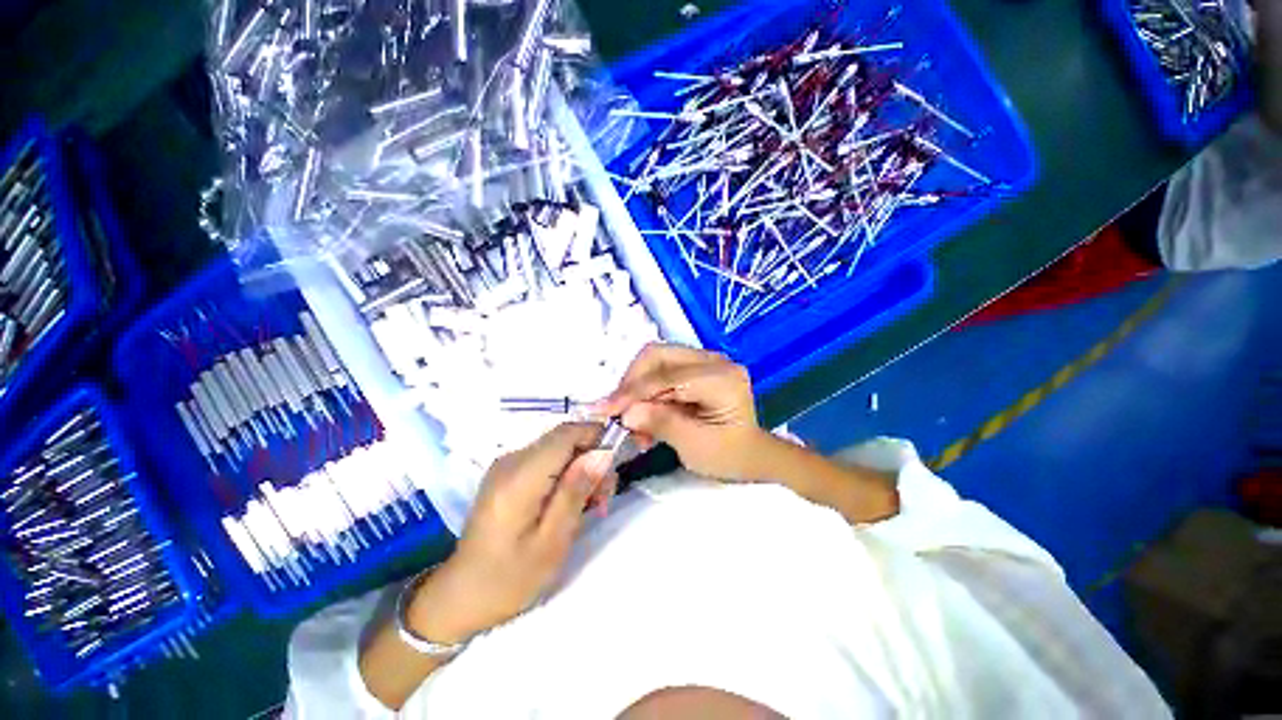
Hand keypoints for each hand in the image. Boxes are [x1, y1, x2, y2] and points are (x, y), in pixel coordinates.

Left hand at [407, 423, 609, 642]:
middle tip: (605, 496)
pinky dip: (565, 474)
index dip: (596, 436)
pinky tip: (571, 502)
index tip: (616, 462)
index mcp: (520, 477)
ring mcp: (507, 465)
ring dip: (581, 468)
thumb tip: (602, 453)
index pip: (566, 433)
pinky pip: (546, 460)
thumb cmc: (509, 578)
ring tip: (592, 504)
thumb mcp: (552, 542)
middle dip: (591, 458)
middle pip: (564, 439)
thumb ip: (576, 491)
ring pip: (558, 448)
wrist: (461, 595)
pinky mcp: (507, 474)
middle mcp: (511, 460)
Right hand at [594, 344, 770, 481]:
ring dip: (636, 387)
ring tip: (632, 420)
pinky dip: (645, 390)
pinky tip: (643, 414)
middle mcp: (714, 360)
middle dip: (632, 383)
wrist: (749, 454)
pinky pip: (660, 370)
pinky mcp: (694, 366)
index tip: (605, 410)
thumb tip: (625, 413)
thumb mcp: (695, 446)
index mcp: (722, 378)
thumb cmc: (729, 456)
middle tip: (619, 414)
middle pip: (658, 356)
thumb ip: (661, 424)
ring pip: (655, 360)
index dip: (634, 391)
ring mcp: (704, 360)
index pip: (668, 376)